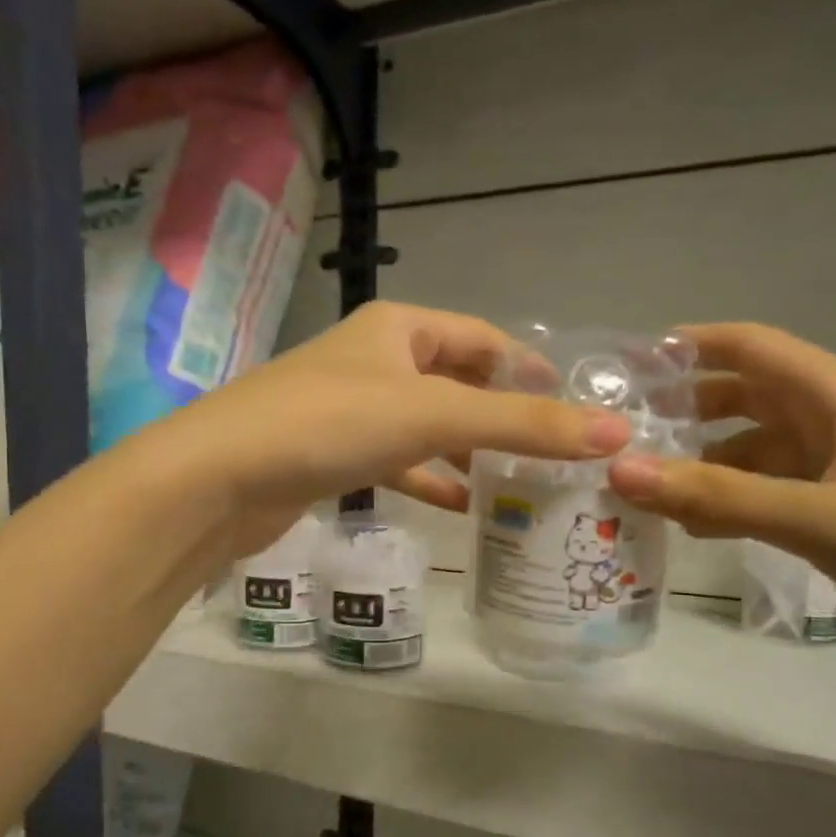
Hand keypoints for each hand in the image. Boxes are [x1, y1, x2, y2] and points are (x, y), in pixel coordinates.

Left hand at [150, 303, 630, 556]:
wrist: (220, 476)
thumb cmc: (329, 424)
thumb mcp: (434, 415)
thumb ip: (521, 424)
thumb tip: (614, 433)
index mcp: (398, 329)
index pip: (480, 337)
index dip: (528, 368)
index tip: (574, 407)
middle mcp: (374, 360)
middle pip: (454, 382)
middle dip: (500, 415)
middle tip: (553, 453)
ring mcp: (349, 409)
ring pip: (425, 426)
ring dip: (467, 452)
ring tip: (518, 484)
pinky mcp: (331, 455)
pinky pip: (394, 462)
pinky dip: (427, 479)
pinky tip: (460, 507)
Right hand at [606, 324, 835, 675]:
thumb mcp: (821, 518)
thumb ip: (717, 496)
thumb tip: (618, 470)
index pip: (748, 346)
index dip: (684, 347)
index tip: (620, 368)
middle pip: (746, 399)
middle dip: (683, 414)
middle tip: (617, 441)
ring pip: (760, 453)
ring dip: (705, 467)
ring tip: (643, 496)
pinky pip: (780, 493)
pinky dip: (737, 504)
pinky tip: (701, 530)